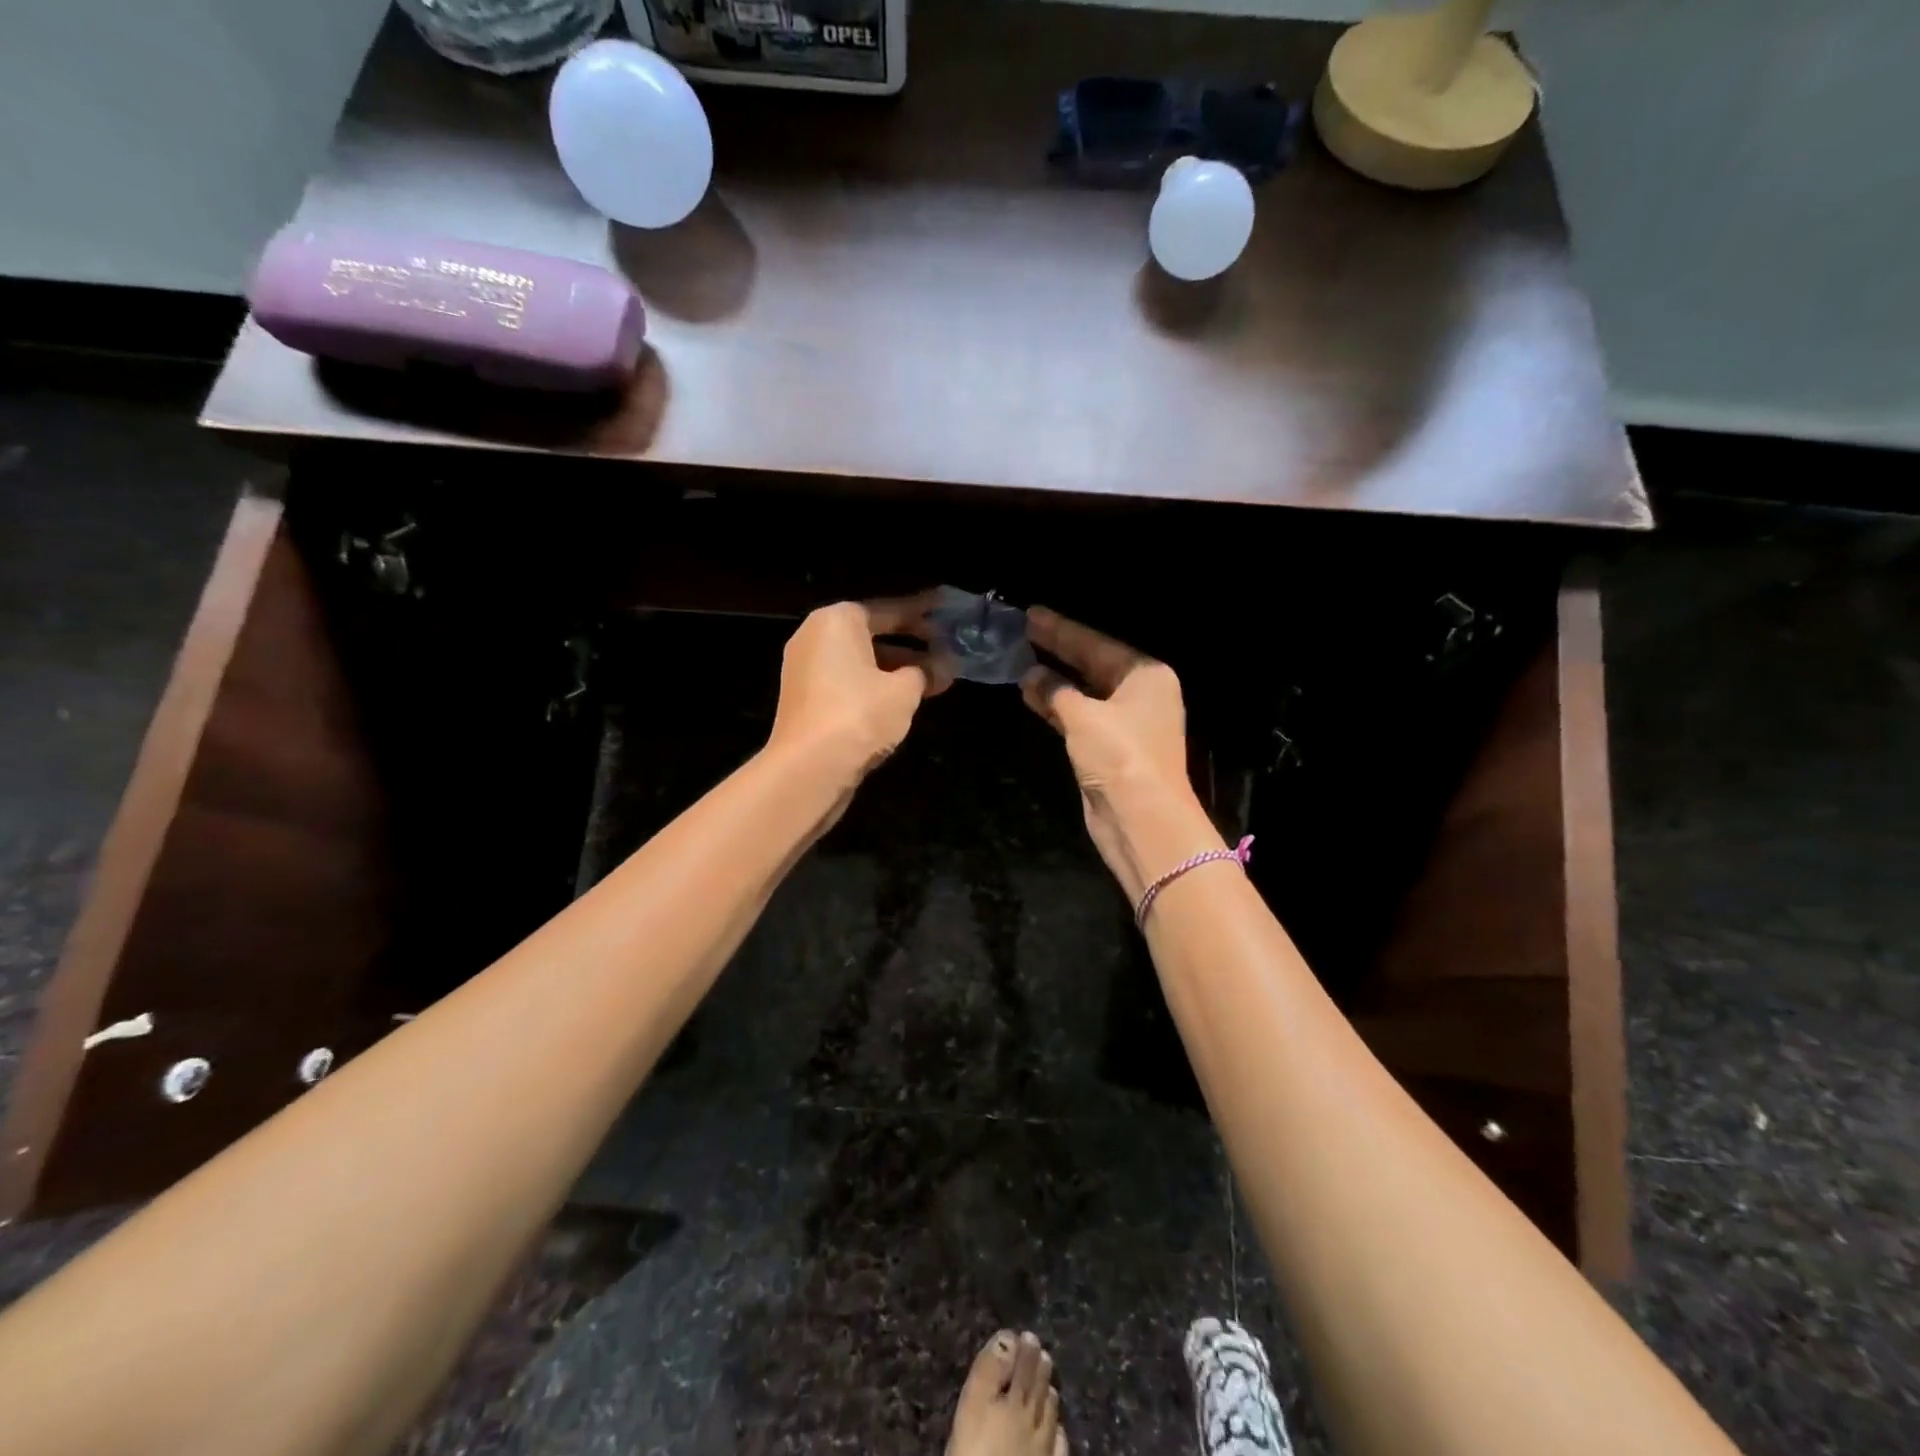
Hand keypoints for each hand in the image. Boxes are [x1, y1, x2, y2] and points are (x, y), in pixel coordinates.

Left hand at [768, 594, 949, 786]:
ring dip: (895, 668)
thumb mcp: (905, 691)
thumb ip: (927, 671)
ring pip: (860, 660)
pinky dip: (874, 685)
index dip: (922, 613)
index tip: (946, 611)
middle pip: (872, 634)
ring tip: (934, 679)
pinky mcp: (804, 699)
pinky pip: (847, 681)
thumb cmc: (859, 714)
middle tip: (946, 649)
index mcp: (837, 620)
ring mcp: (805, 668)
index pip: (889, 610)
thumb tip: (944, 665)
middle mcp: (815, 636)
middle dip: (911, 644)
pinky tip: (903, 699)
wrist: (809, 767)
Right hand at [1021, 607, 1220, 901]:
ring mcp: (1125, 723)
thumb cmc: (1120, 756)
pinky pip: (1079, 716)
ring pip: (1084, 692)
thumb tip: (1029, 673)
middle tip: (1022, 630)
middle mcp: (1139, 694)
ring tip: (1018, 658)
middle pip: (1092, 664)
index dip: (1062, 630)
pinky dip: (1057, 706)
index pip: (1097, 644)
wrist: (1141, 818)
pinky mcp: (1109, 748)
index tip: (1032, 615)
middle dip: (1057, 650)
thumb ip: (1054, 690)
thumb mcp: (1084, 716)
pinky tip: (1030, 693)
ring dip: (1053, 679)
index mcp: (1145, 675)